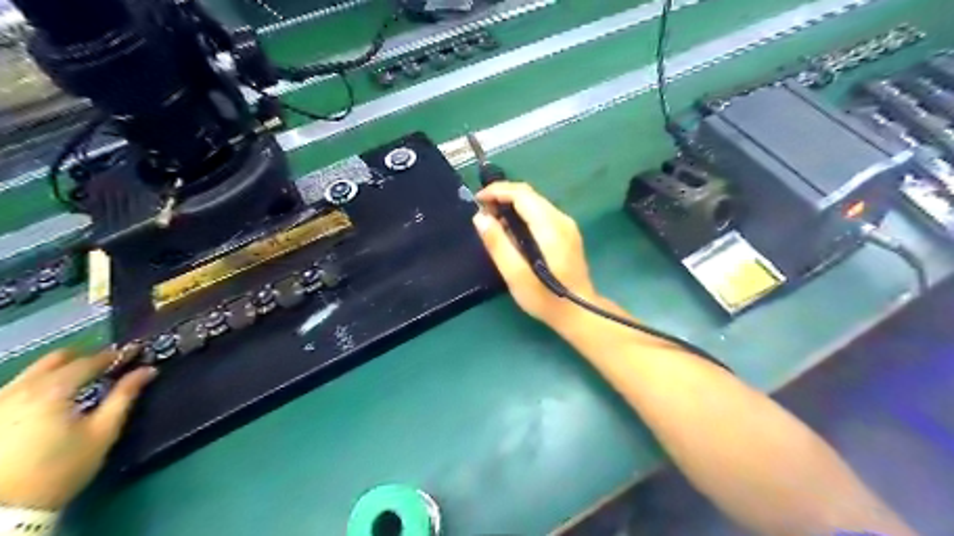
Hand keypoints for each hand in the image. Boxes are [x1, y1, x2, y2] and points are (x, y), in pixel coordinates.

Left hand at [1, 350, 154, 508]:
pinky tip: (49, 396)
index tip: (135, 351)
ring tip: (80, 378)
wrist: (4, 509)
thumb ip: (125, 396)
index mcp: (52, 390)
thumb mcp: (102, 432)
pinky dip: (37, 384)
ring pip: (31, 372)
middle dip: (83, 357)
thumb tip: (147, 371)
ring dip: (58, 370)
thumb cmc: (62, 468)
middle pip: (55, 360)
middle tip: (107, 363)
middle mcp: (20, 389)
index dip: (115, 355)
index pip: (89, 362)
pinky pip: (15, 388)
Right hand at [475, 183, 596, 328]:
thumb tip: (480, 217)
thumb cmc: (545, 298)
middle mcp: (561, 220)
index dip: (497, 191)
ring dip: (513, 205)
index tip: (477, 200)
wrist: (579, 312)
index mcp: (550, 227)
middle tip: (482, 212)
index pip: (522, 194)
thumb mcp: (515, 275)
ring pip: (536, 203)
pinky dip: (524, 214)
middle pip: (530, 195)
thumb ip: (498, 244)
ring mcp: (567, 226)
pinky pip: (542, 213)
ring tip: (493, 221)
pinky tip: (513, 230)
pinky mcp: (568, 234)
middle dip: (503, 196)